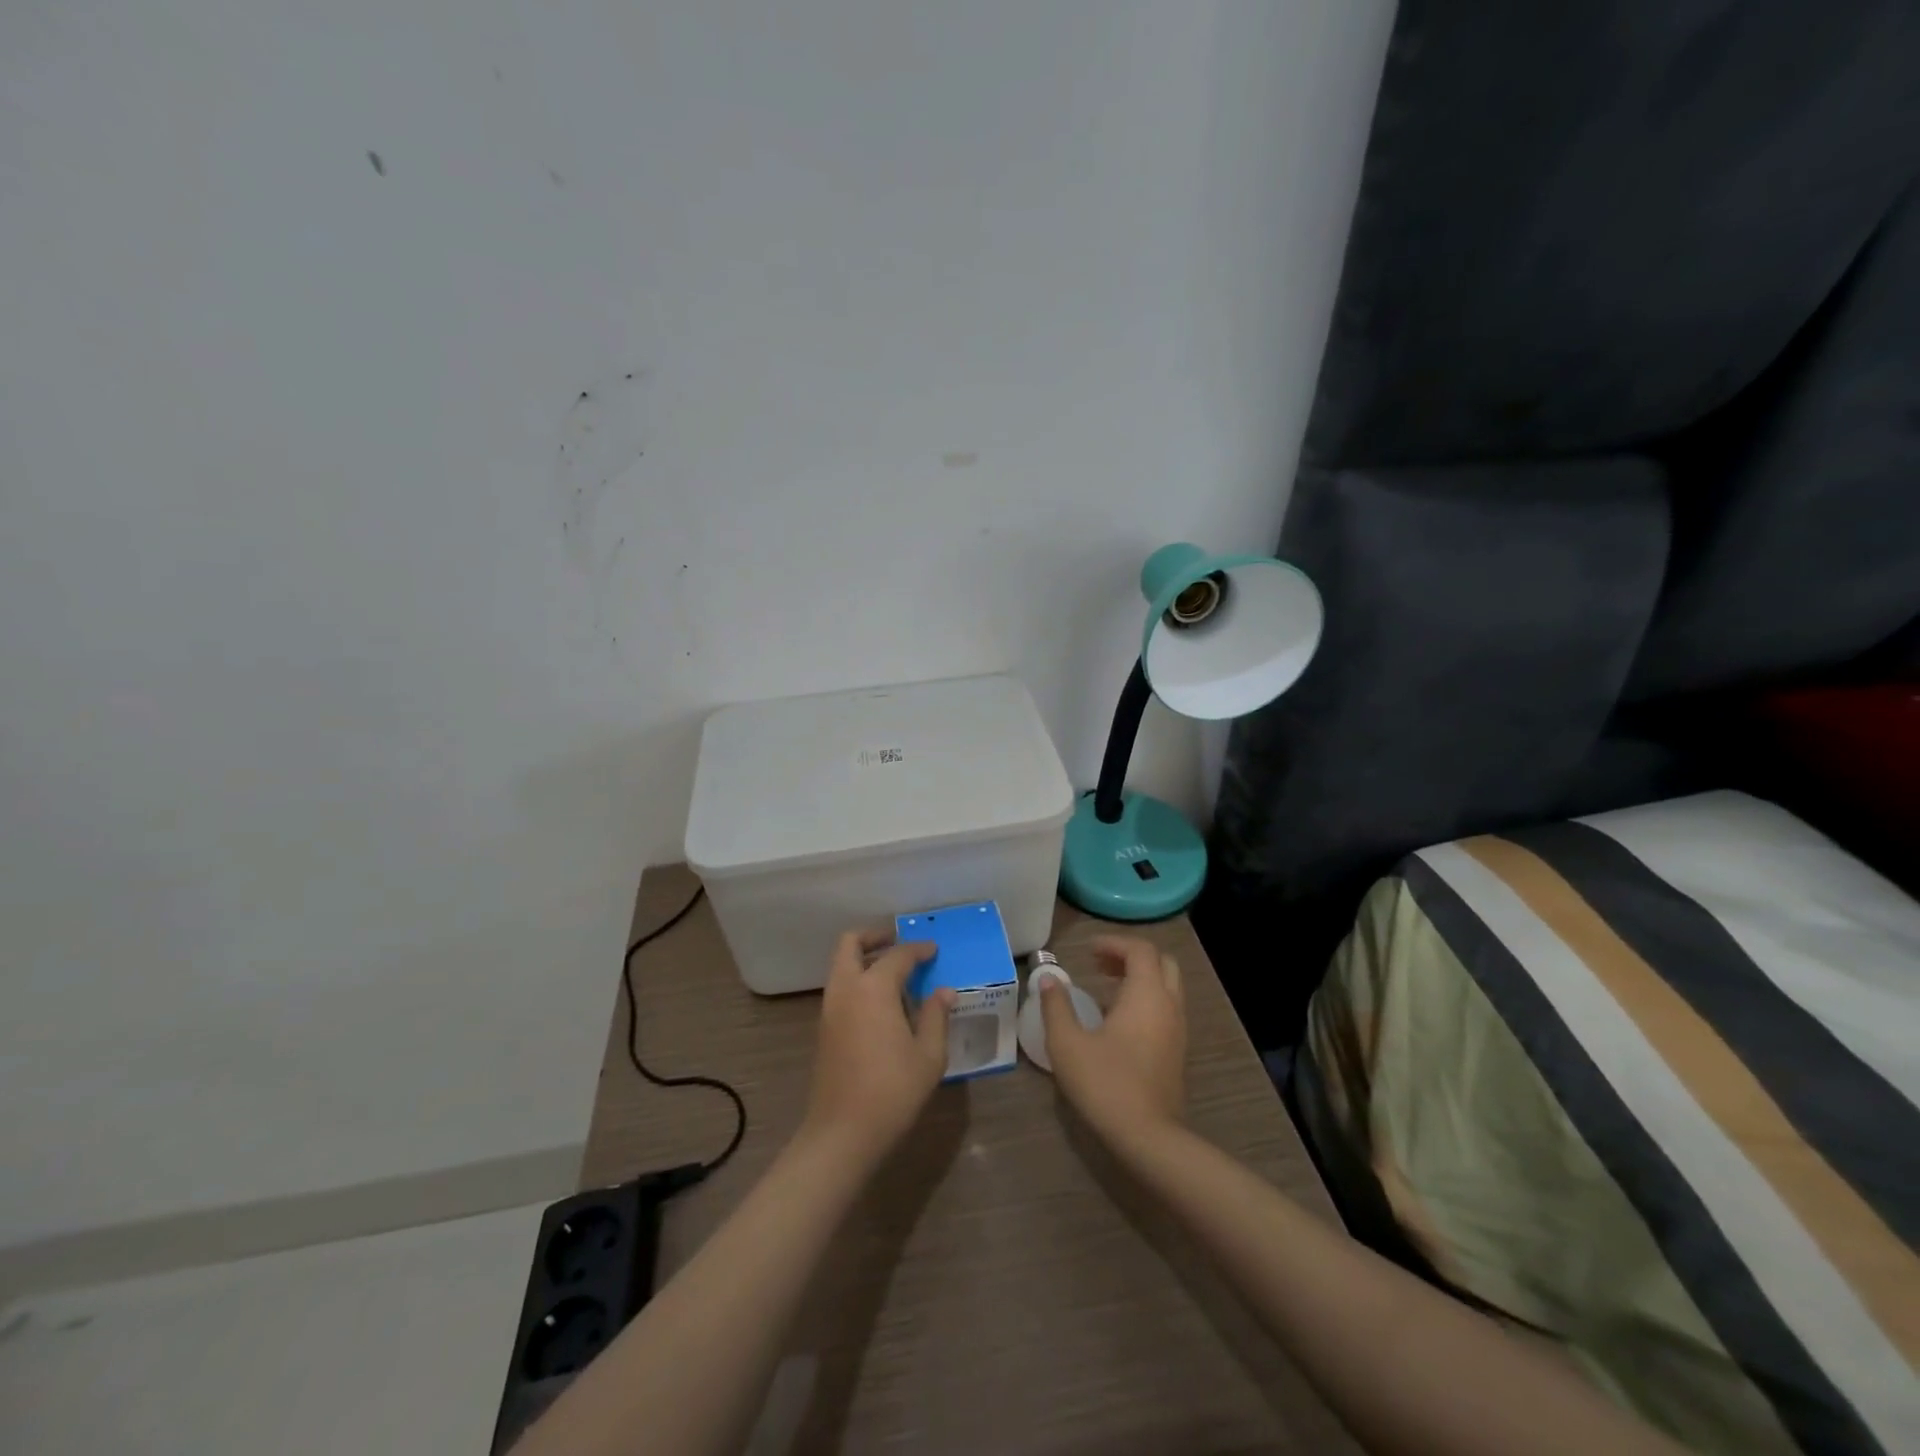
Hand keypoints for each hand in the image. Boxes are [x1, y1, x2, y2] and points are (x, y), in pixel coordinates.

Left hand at [803, 930, 953, 1163]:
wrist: (842, 1133)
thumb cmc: (892, 1091)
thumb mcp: (928, 1055)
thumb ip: (936, 1016)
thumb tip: (944, 991)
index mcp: (873, 988)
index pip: (898, 955)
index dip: (918, 949)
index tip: (934, 950)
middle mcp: (846, 989)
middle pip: (851, 943)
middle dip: (875, 937)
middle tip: (900, 943)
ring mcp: (829, 1008)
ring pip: (841, 964)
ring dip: (864, 958)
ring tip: (895, 974)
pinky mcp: (824, 1028)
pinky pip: (840, 987)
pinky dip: (857, 980)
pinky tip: (882, 1002)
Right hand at [1040, 935, 1185, 1152]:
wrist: (1148, 1137)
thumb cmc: (1105, 1083)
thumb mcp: (1067, 1043)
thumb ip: (1056, 1006)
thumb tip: (1048, 979)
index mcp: (1146, 994)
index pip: (1140, 950)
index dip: (1114, 943)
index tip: (1087, 950)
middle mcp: (1169, 1005)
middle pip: (1161, 963)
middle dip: (1131, 956)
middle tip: (1099, 964)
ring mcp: (1178, 1030)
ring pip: (1166, 986)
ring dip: (1139, 978)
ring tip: (1104, 987)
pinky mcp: (1177, 1052)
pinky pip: (1166, 1008)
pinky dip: (1146, 999)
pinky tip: (1117, 1019)